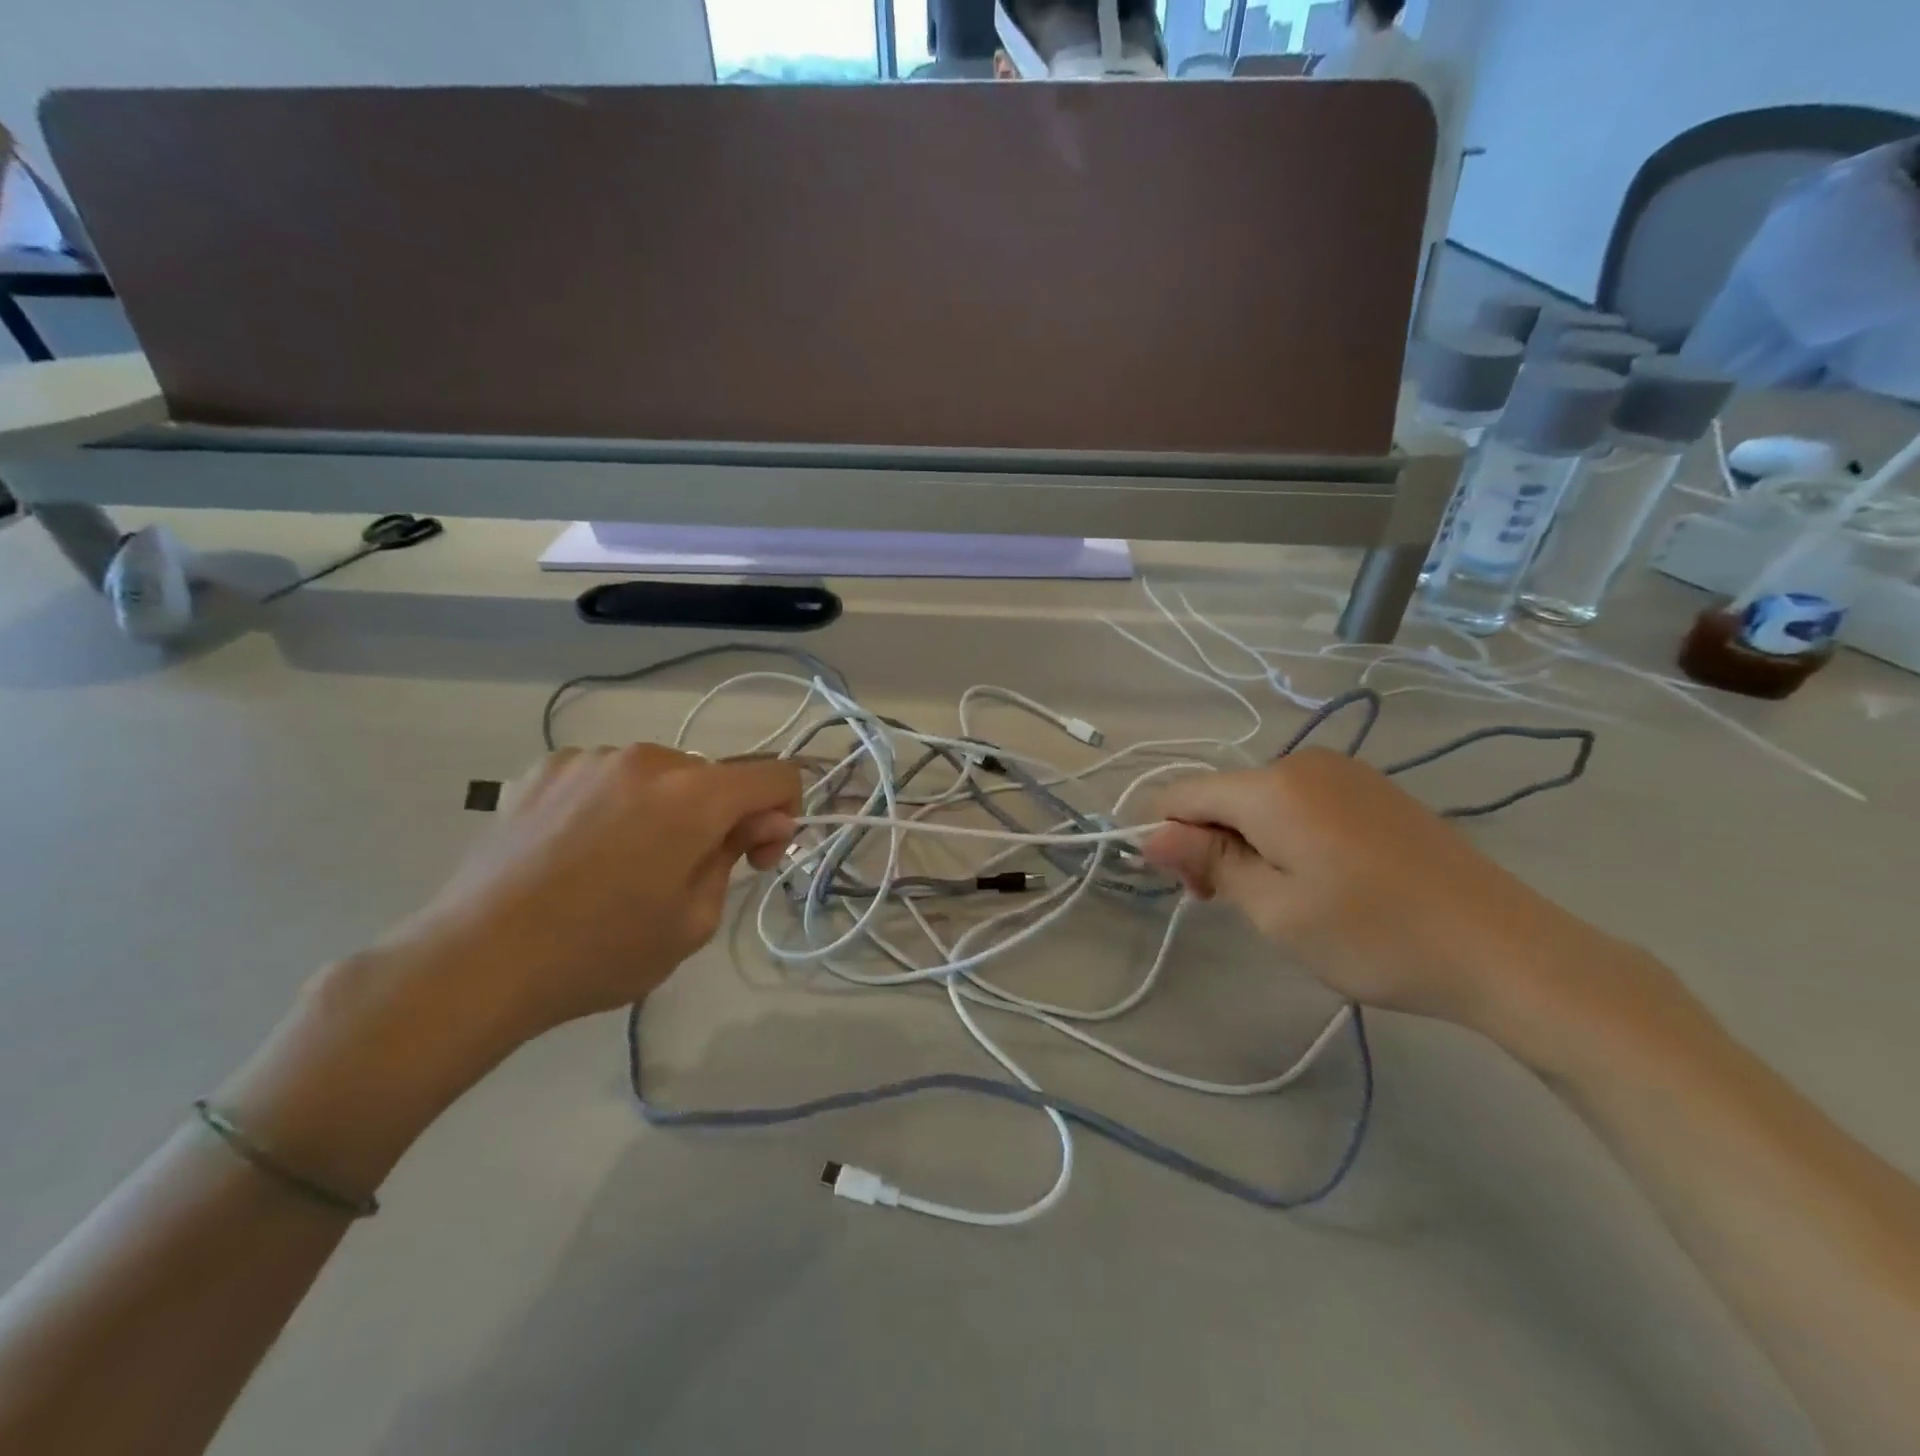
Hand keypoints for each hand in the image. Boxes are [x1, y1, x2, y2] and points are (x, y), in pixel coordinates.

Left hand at [381, 745, 800, 1038]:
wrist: (475, 961)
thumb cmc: (599, 952)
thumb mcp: (693, 922)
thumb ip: (736, 857)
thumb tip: (759, 822)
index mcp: (694, 796)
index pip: (775, 776)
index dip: (782, 814)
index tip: (753, 858)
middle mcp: (648, 759)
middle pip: (715, 777)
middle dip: (718, 817)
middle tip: (684, 873)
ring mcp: (592, 757)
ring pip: (660, 774)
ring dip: (665, 808)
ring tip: (622, 863)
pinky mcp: (545, 767)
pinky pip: (607, 775)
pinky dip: (614, 802)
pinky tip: (580, 847)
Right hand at [1140, 748, 1600, 1028]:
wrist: (1505, 949)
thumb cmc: (1374, 935)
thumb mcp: (1275, 908)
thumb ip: (1208, 862)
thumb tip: (1150, 833)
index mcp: (1272, 786)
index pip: (1184, 794)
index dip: (1170, 839)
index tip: (1197, 892)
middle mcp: (1303, 762)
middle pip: (1223, 795)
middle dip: (1212, 844)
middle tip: (1242, 906)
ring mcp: (1344, 772)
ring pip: (1261, 800)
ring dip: (1250, 843)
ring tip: (1288, 899)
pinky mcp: (1373, 790)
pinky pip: (1301, 802)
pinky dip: (1288, 836)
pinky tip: (1323, 878)